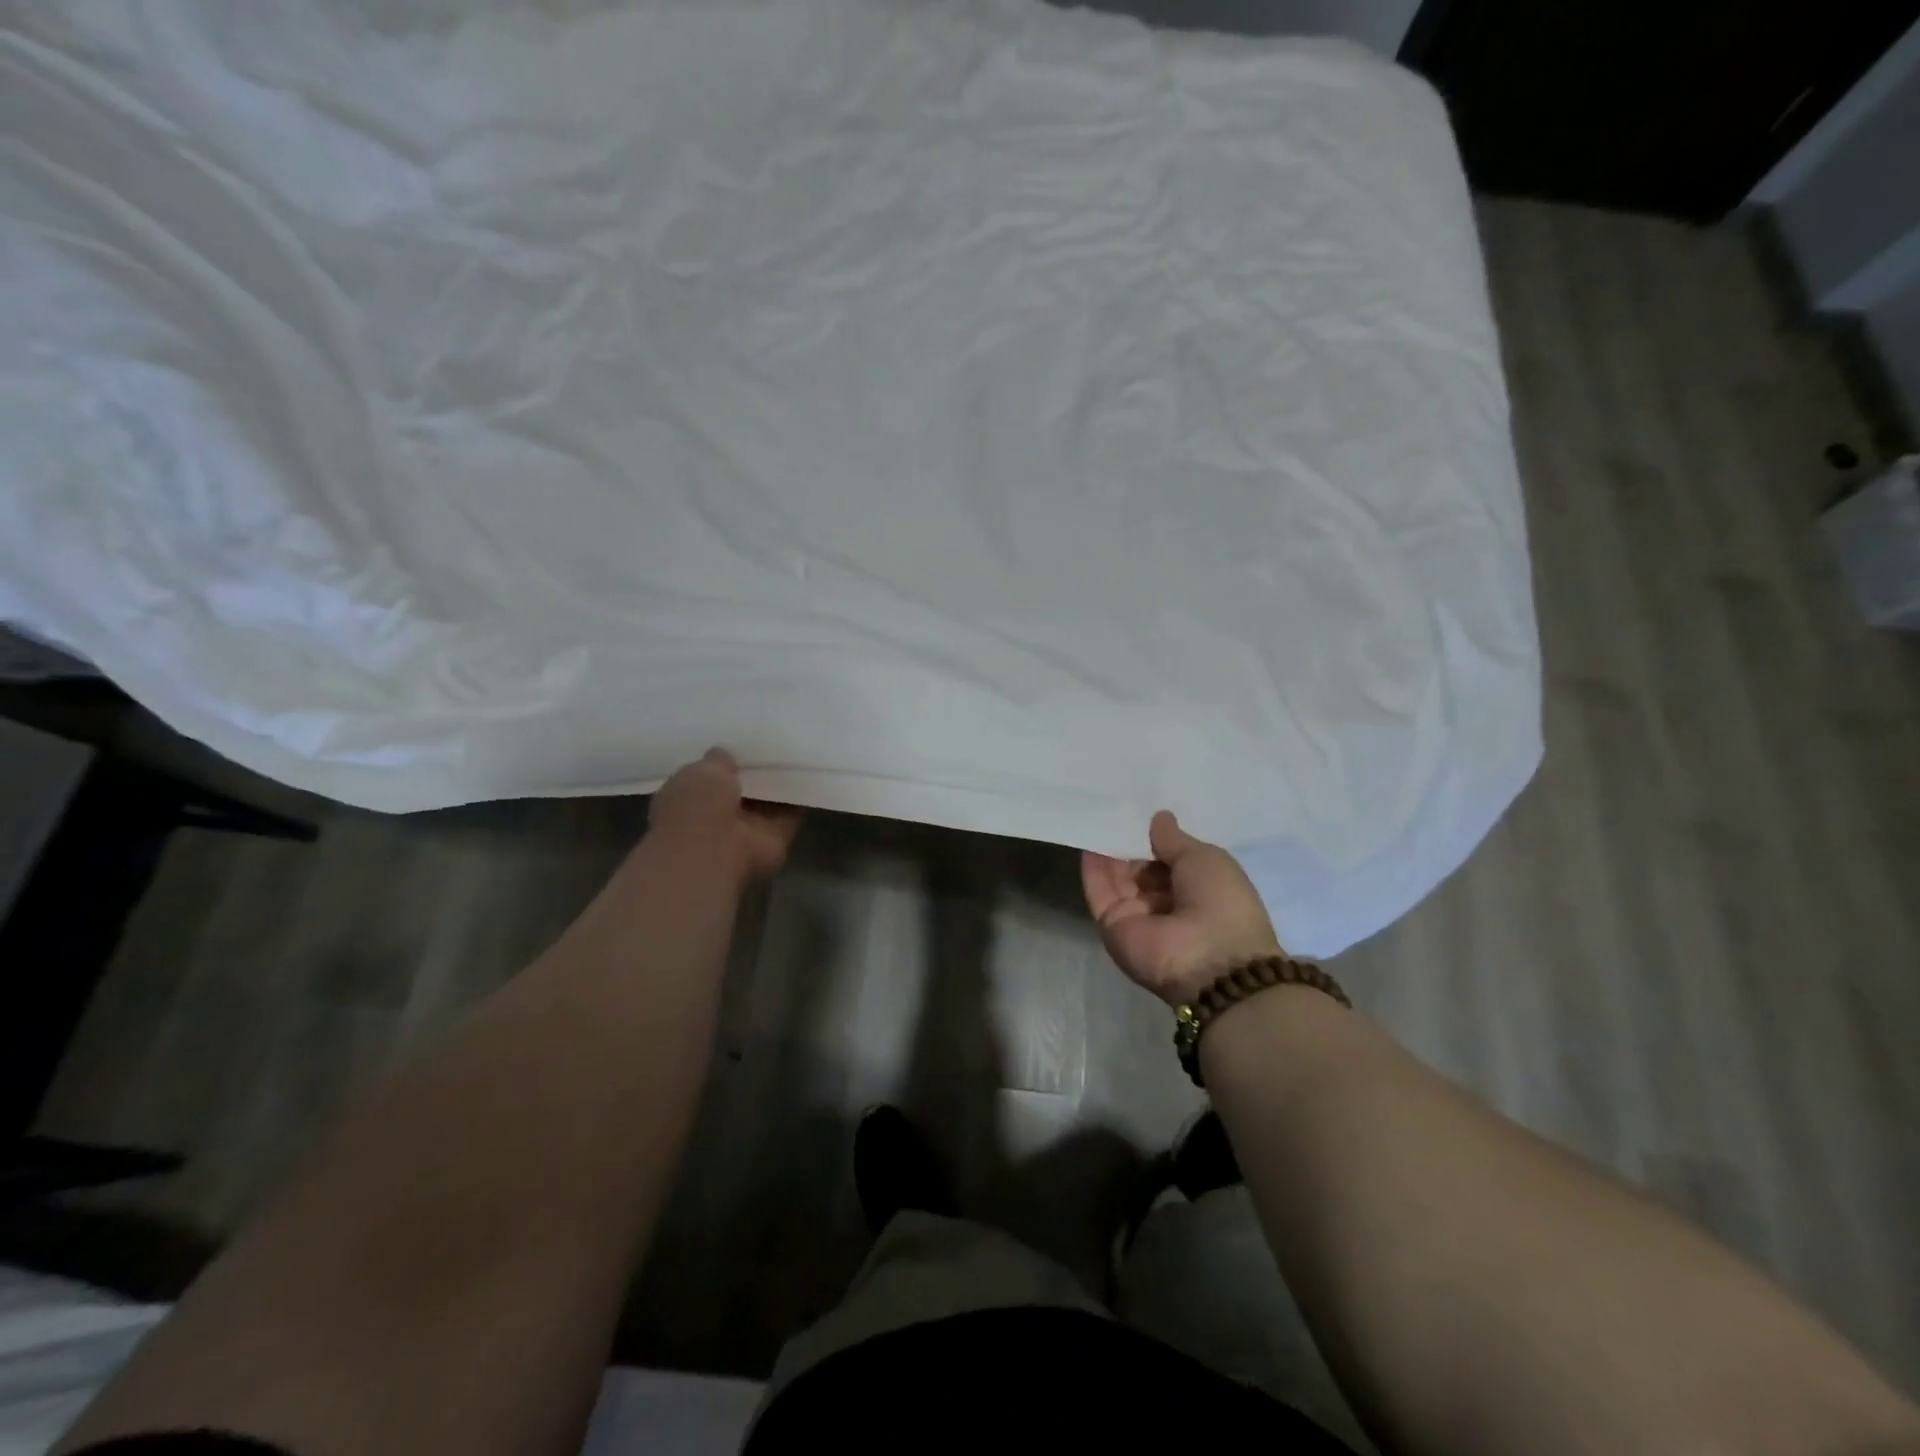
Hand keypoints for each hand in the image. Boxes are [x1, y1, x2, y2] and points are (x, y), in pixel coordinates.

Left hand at [647, 748, 801, 884]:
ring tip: (795, 753)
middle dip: (753, 772)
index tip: (741, 744)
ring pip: (766, 802)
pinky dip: (800, 799)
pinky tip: (810, 774)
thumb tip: (726, 754)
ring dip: (778, 784)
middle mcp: (716, 815)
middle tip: (773, 744)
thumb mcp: (702, 771)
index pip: (707, 777)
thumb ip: (717, 761)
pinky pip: (791, 813)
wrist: (714, 852)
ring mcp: (746, 829)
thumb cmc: (696, 807)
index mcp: (688, 798)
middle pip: (740, 789)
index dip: (723, 763)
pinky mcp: (774, 838)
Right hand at [1081, 811, 1281, 1006]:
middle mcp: (1167, 903)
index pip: (1169, 860)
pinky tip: (1088, 840)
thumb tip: (1158, 818)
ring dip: (1108, 851)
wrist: (1210, 960)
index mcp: (1197, 889)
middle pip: (1140, 868)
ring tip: (1095, 816)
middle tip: (1110, 808)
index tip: (1138, 811)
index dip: (1155, 838)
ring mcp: (1138, 915)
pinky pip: (1099, 892)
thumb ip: (1174, 840)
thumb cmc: (1220, 901)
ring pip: (1117, 878)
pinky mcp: (1112, 925)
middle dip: (1129, 841)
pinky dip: (1093, 868)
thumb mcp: (1205, 858)